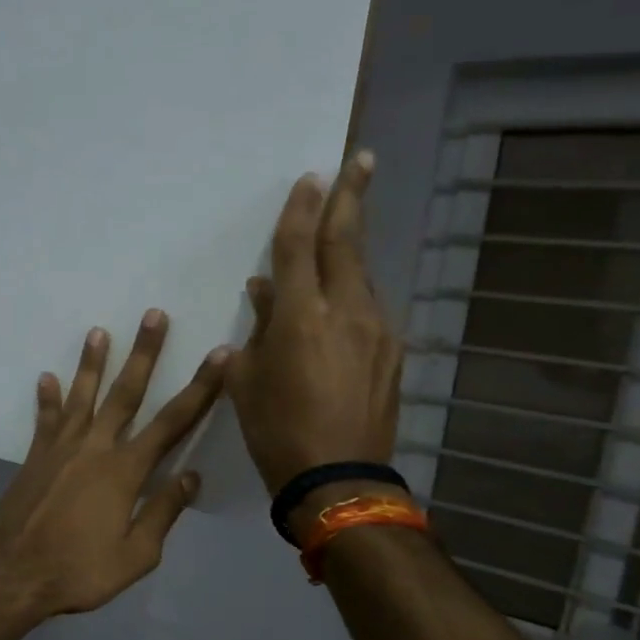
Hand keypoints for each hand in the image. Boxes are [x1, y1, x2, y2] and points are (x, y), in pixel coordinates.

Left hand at [0, 311, 228, 617]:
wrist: (14, 574)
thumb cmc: (80, 570)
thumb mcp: (136, 555)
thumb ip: (163, 512)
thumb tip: (190, 476)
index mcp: (126, 471)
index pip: (172, 422)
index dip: (200, 388)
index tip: (219, 356)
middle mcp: (95, 448)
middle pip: (126, 393)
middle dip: (144, 353)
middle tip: (154, 315)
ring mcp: (60, 448)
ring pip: (82, 396)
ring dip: (92, 363)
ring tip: (98, 331)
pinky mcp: (35, 457)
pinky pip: (44, 420)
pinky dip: (47, 399)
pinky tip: (46, 377)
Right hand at [226, 150, 401, 495]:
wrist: (337, 479)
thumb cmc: (276, 430)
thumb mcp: (246, 380)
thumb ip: (255, 329)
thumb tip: (263, 292)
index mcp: (300, 316)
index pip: (300, 247)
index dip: (302, 209)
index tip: (311, 176)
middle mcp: (345, 311)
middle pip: (347, 242)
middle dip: (351, 197)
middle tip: (359, 160)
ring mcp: (377, 330)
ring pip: (362, 275)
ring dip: (351, 250)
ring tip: (344, 233)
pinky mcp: (393, 352)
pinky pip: (370, 311)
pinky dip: (354, 296)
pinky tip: (343, 308)